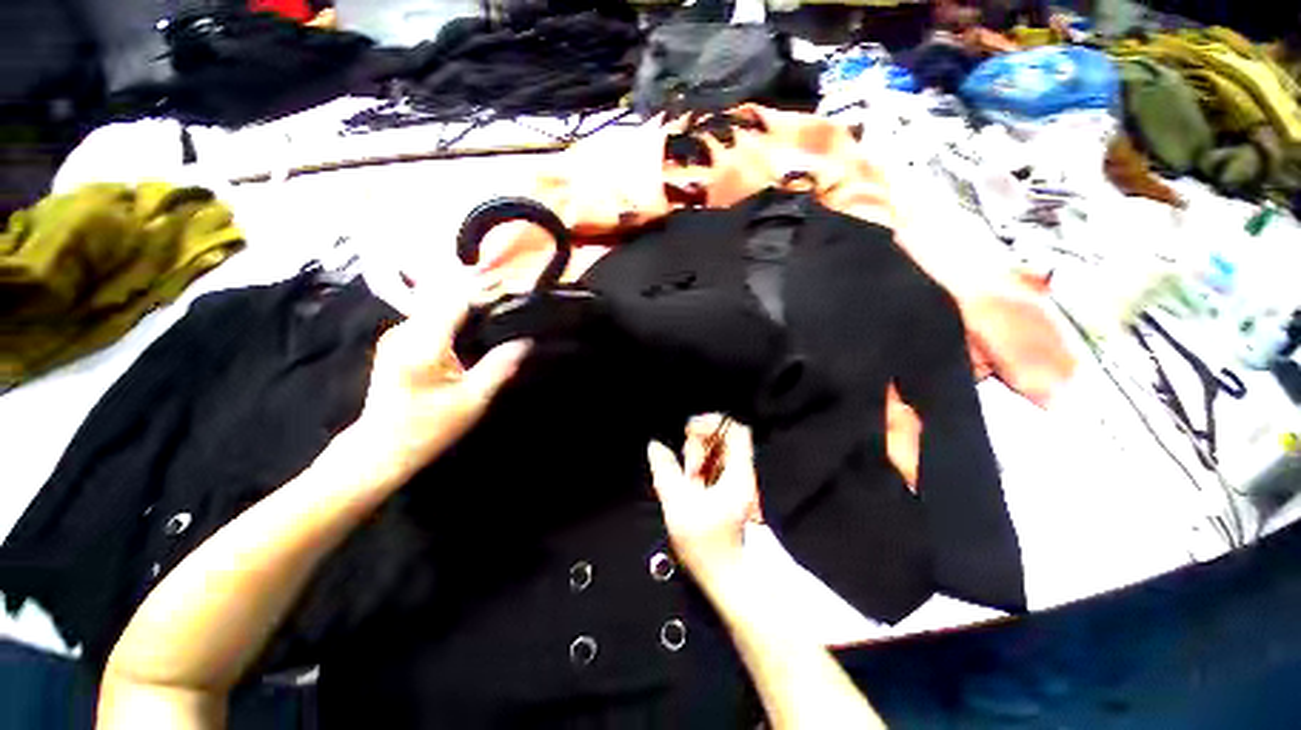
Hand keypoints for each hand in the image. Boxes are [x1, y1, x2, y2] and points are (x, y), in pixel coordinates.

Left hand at [353, 290, 529, 485]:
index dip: (486, 291)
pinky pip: (429, 318)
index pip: (457, 300)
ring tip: (495, 315)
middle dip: (478, 296)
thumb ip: (500, 367)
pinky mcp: (395, 342)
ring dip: (466, 306)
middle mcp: (405, 331)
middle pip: (446, 297)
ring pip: (436, 305)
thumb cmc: (429, 428)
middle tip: (509, 304)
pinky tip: (472, 329)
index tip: (513, 293)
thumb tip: (525, 342)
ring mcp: (396, 335)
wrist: (380, 449)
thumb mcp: (473, 401)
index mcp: (423, 344)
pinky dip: (453, 317)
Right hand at [647, 416, 762, 589]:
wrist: (740, 580)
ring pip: (717, 454)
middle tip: (688, 467)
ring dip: (698, 459)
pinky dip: (700, 471)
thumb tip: (655, 447)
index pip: (734, 430)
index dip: (712, 422)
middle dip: (700, 444)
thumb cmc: (711, 546)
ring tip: (688, 479)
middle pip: (723, 439)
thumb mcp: (680, 507)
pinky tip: (691, 486)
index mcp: (736, 471)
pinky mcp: (731, 493)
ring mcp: (737, 483)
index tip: (689, 431)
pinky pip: (715, 470)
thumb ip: (665, 472)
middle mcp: (741, 473)